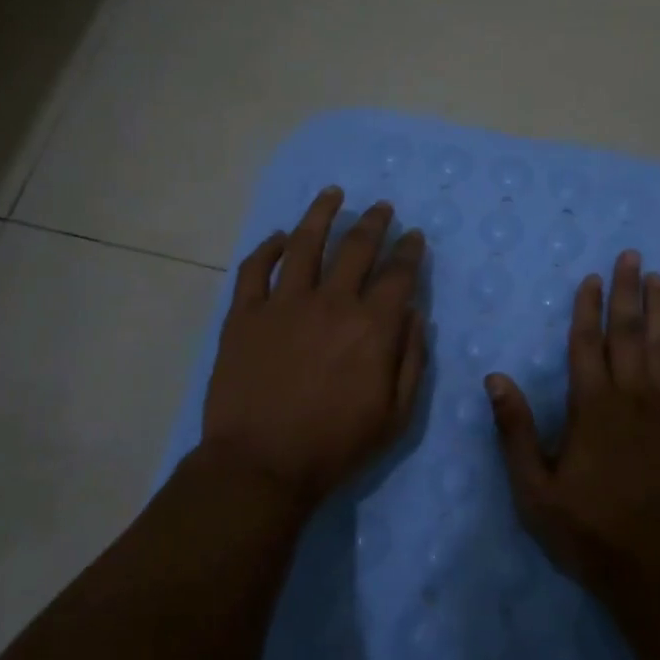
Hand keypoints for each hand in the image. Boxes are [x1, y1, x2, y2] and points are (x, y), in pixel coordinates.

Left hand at [201, 187, 427, 509]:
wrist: (261, 466)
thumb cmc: (335, 446)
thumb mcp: (396, 415)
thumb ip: (411, 360)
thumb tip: (414, 314)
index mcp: (371, 326)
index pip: (398, 274)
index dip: (410, 250)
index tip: (414, 236)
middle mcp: (331, 302)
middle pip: (356, 247)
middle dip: (374, 222)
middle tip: (382, 207)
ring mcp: (282, 304)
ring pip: (304, 244)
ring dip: (321, 214)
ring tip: (332, 194)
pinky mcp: (244, 315)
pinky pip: (254, 269)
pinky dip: (266, 248)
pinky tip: (278, 237)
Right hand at [485, 249, 659, 606]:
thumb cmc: (591, 533)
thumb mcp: (534, 489)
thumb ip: (516, 430)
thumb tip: (495, 377)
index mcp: (591, 406)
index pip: (586, 343)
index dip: (588, 307)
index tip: (593, 277)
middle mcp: (631, 397)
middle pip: (627, 333)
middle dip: (627, 292)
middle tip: (632, 256)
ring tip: (659, 277)